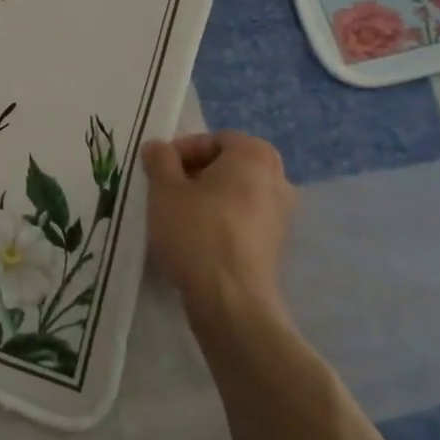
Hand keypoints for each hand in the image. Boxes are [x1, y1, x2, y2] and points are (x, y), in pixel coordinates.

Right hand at [142, 132, 297, 325]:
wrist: (231, 300)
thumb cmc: (197, 232)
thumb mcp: (164, 189)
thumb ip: (160, 160)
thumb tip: (158, 147)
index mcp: (254, 155)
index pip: (213, 139)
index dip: (181, 151)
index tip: (159, 171)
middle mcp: (277, 178)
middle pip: (228, 164)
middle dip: (195, 173)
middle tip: (167, 190)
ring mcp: (281, 213)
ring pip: (235, 192)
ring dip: (207, 197)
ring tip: (177, 215)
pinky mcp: (275, 244)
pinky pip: (243, 218)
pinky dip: (221, 219)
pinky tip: (197, 237)